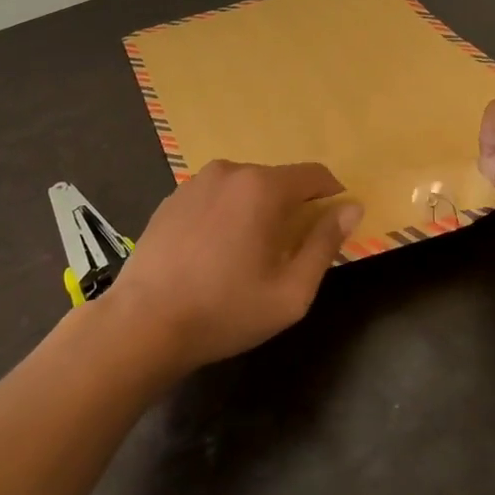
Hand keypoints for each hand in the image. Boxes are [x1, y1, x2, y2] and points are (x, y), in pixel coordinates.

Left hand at [105, 160, 362, 372]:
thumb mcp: (290, 291)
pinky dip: (226, 213)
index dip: (330, 193)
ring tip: (248, 253)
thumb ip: (325, 244)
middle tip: (288, 251)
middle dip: (291, 207)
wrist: (143, 323)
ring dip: (257, 210)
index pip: (313, 174)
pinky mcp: (173, 197)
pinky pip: (215, 196)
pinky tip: (214, 251)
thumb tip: (352, 208)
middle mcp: (231, 171)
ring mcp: (197, 181)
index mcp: (263, 187)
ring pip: (244, 187)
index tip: (335, 219)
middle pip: (277, 180)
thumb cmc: (225, 310)